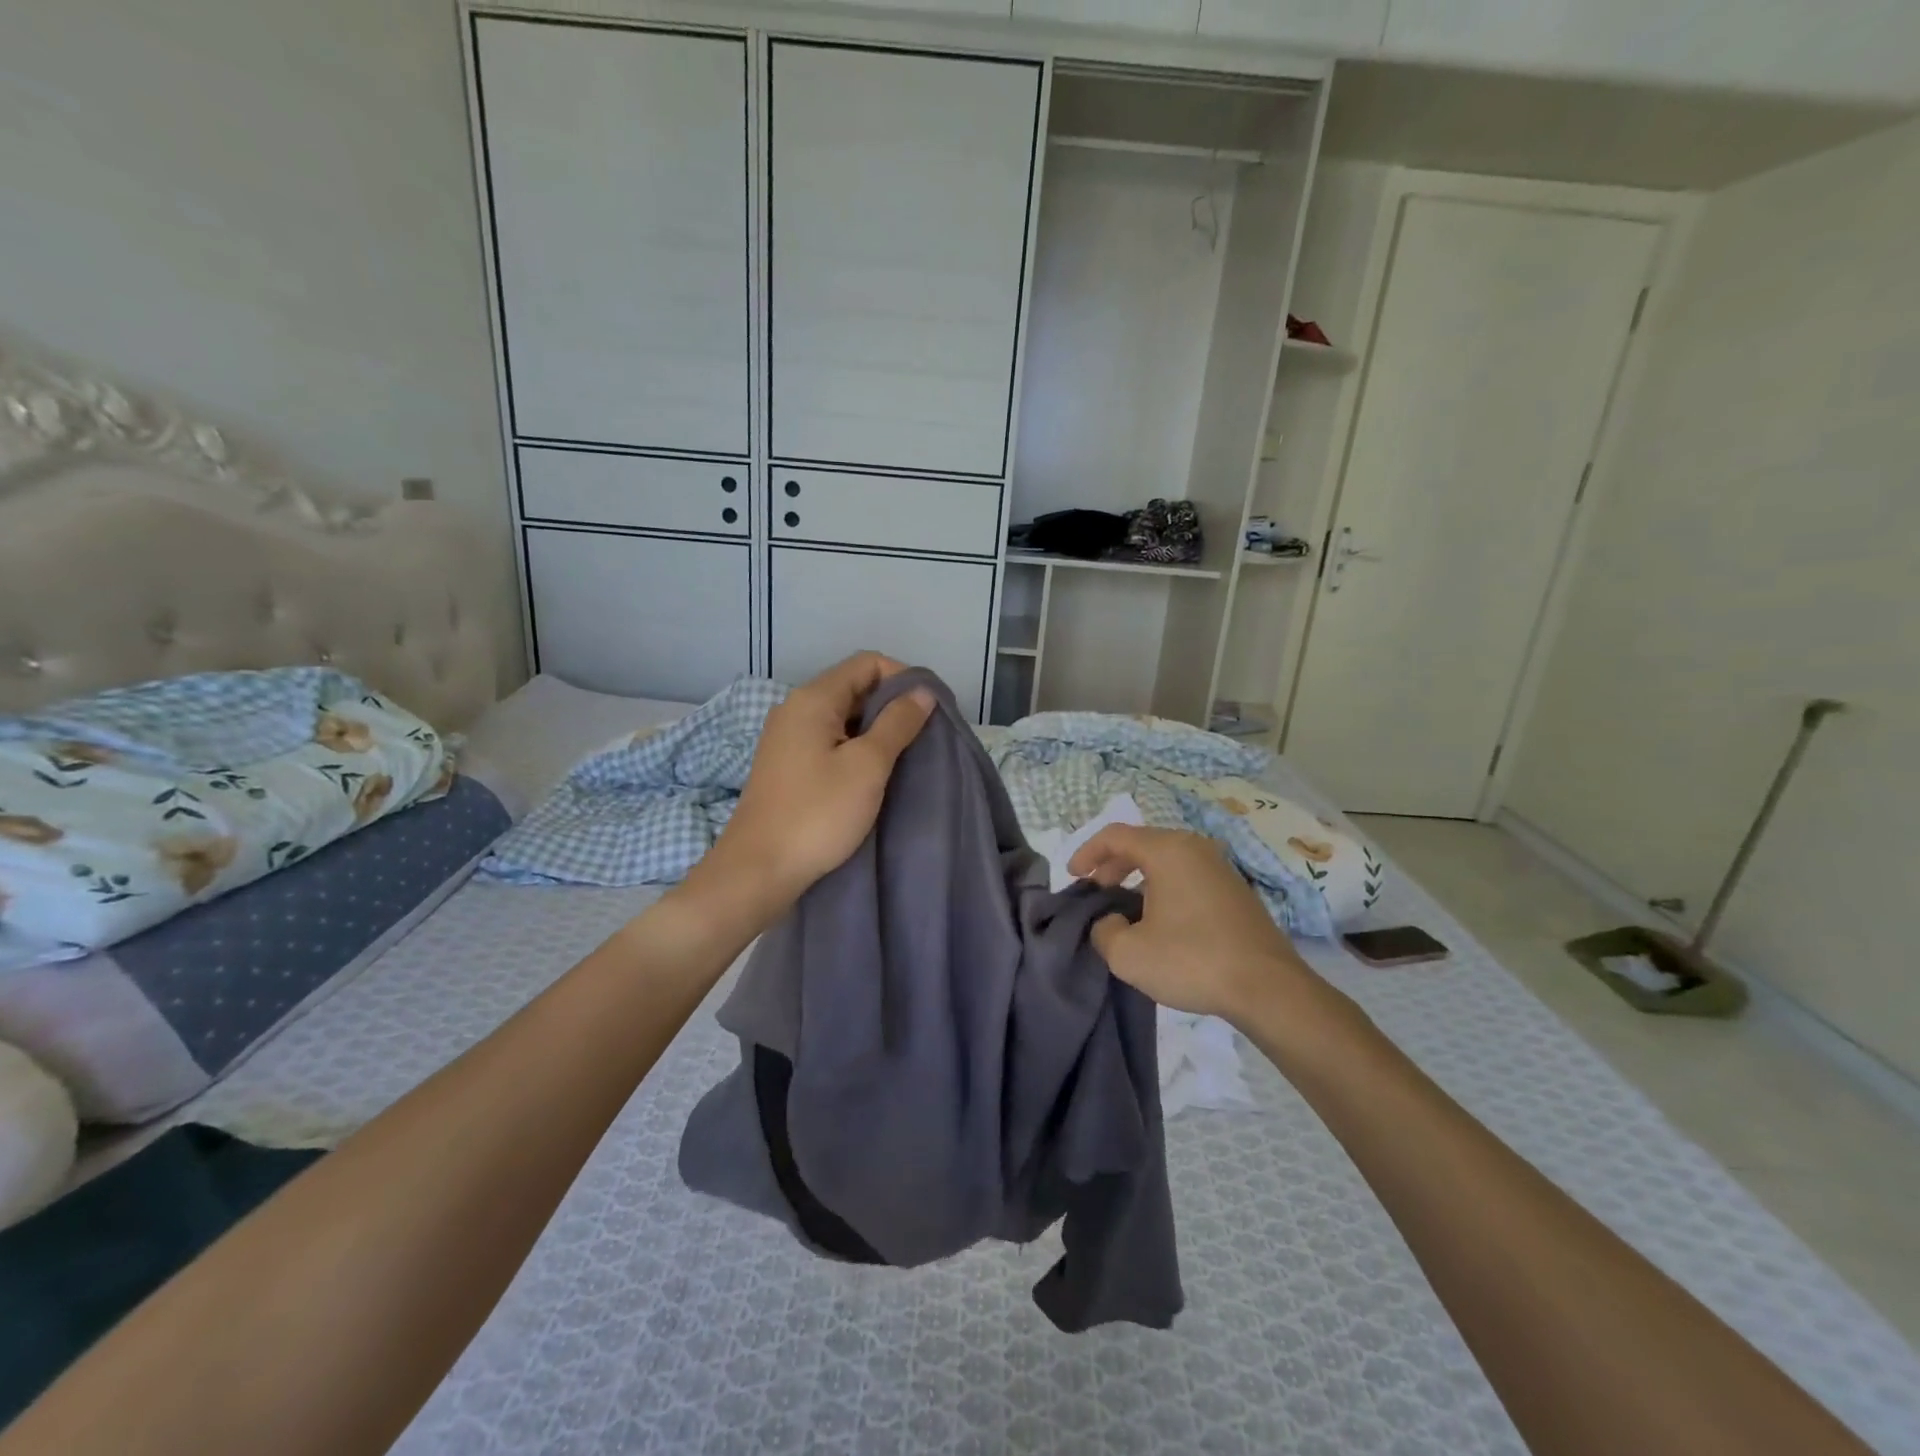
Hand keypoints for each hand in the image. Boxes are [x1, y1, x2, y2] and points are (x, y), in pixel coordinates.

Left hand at [708, 653, 934, 908]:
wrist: (759, 869)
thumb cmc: (818, 813)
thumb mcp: (867, 765)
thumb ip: (898, 723)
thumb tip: (922, 692)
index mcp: (813, 699)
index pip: (867, 663)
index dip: (903, 677)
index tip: (929, 710)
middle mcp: (795, 709)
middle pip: (854, 687)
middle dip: (892, 705)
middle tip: (923, 736)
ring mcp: (787, 737)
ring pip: (842, 716)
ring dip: (875, 729)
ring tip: (903, 757)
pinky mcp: (786, 764)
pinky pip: (829, 740)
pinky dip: (855, 747)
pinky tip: (872, 774)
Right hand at [1069, 825, 1309, 1020]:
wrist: (1268, 988)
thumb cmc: (1192, 961)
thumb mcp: (1128, 954)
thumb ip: (1103, 930)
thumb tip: (1110, 921)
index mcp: (1167, 850)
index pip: (1115, 835)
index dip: (1086, 853)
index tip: (1073, 877)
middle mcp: (1195, 848)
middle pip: (1142, 844)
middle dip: (1112, 865)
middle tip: (1096, 891)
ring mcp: (1220, 867)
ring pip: (1166, 861)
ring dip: (1138, 878)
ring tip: (1124, 908)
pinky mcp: (1235, 891)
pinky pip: (1187, 876)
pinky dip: (1164, 888)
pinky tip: (1160, 921)